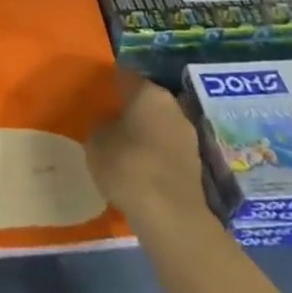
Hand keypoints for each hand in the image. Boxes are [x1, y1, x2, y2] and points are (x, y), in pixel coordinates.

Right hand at [86, 71, 212, 226]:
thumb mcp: (96, 140)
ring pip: (159, 127)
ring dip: (144, 134)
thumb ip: (102, 125)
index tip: (97, 95)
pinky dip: (154, 156)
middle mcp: (173, 107)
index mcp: (149, 92)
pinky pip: (167, 151)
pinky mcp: (195, 166)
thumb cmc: (127, 165)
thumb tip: (109, 125)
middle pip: (146, 101)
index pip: (125, 77)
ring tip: (122, 148)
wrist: (170, 216)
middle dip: (130, 110)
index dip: (109, 84)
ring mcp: (189, 137)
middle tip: (108, 121)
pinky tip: (139, 170)